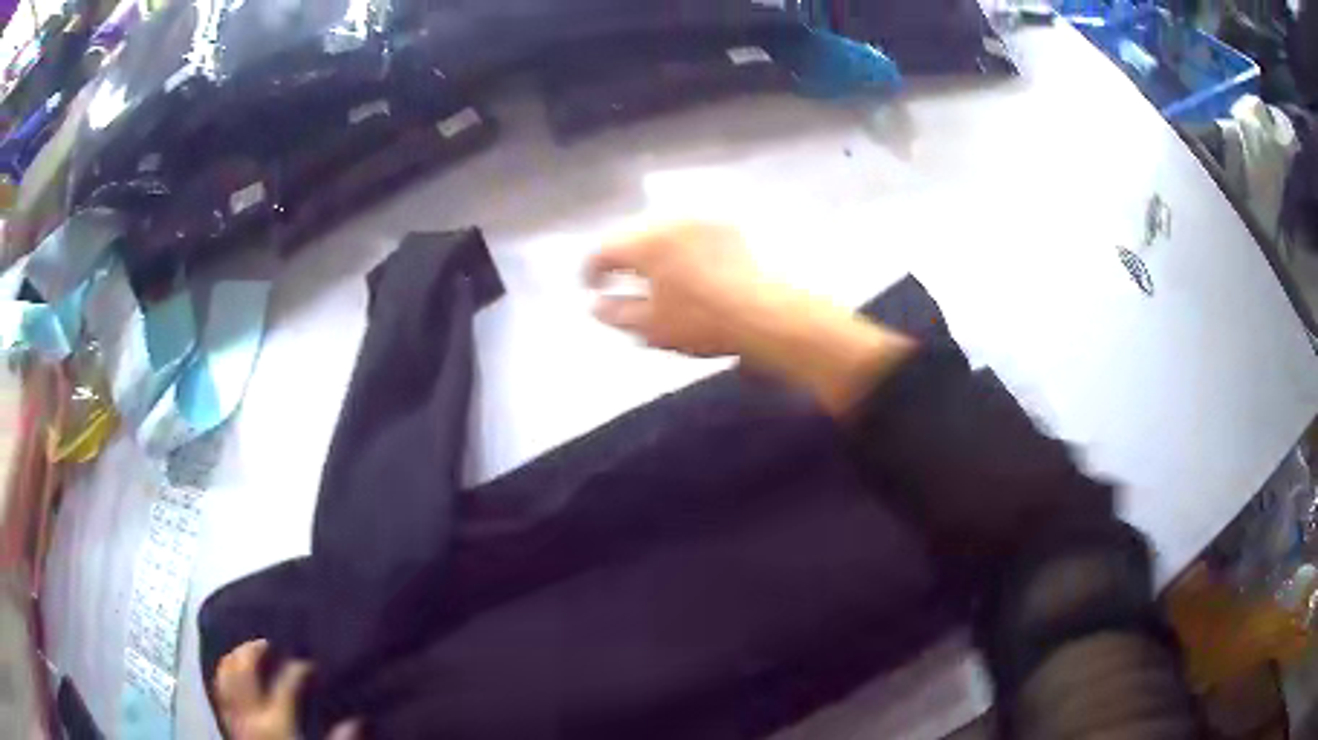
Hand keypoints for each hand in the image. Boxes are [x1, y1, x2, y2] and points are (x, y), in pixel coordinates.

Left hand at [215, 640, 358, 739]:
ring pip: (226, 676)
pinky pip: (219, 692)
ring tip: (245, 650)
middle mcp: (251, 714)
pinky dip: (223, 676)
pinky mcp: (228, 723)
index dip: (300, 669)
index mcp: (277, 721)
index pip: (287, 683)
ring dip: (234, 659)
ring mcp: (236, 718)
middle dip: (253, 650)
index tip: (310, 665)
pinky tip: (230, 671)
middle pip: (244, 669)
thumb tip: (356, 720)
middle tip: (267, 643)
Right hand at [586, 222, 915, 415]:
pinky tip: (686, 268)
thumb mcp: (651, 326)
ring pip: (661, 231)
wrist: (768, 314)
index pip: (603, 250)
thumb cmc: (703, 323)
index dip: (591, 271)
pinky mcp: (726, 227)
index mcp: (646, 243)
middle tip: (619, 283)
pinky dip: (678, 247)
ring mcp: (701, 221)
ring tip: (653, 276)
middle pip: (632, 236)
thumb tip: (594, 304)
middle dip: (621, 258)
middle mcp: (670, 221)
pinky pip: (689, 232)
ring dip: (650, 250)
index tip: (590, 289)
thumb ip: (615, 312)